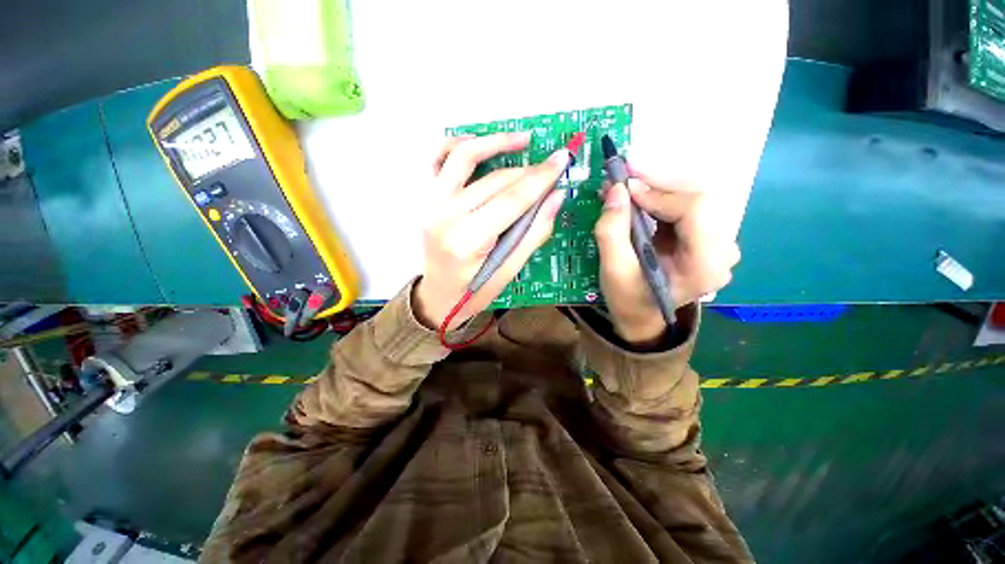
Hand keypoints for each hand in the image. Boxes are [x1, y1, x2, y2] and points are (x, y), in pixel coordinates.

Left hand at [413, 133, 569, 329]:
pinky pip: (438, 159)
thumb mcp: (509, 272)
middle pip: (495, 181)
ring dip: (496, 142)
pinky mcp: (428, 199)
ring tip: (523, 140)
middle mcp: (446, 216)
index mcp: (467, 241)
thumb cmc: (474, 292)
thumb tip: (555, 197)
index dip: (540, 178)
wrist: (437, 296)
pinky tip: (481, 143)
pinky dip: (459, 145)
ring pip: (465, 158)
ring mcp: (432, 204)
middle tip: (552, 167)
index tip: (562, 159)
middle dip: (529, 171)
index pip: (511, 200)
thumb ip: (533, 233)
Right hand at [594, 171, 739, 344]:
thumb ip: (611, 231)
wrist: (641, 315)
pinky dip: (661, 200)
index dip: (660, 194)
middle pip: (697, 201)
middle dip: (657, 189)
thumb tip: (616, 189)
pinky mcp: (708, 238)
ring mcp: (719, 244)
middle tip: (623, 183)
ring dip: (658, 192)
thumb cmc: (628, 298)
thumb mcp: (613, 270)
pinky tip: (641, 202)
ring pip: (692, 200)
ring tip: (628, 191)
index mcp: (705, 266)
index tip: (625, 188)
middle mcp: (723, 252)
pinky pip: (687, 208)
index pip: (695, 210)